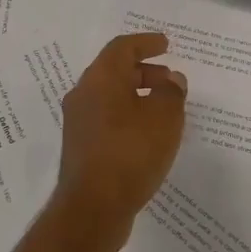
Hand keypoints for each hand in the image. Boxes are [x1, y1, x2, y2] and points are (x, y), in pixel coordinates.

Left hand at [52, 33, 187, 244]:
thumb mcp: (164, 117)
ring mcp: (79, 122)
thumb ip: (171, 92)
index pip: (122, 47)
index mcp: (100, 78)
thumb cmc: (130, 153)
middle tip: (170, 80)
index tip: (166, 44)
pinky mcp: (81, 147)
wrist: (93, 208)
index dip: (146, 43)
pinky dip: (128, 116)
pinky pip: (107, 119)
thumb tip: (171, 80)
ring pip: (110, 96)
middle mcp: (83, 94)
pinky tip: (148, 135)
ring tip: (165, 109)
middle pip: (114, 71)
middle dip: (144, 71)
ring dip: (137, 95)